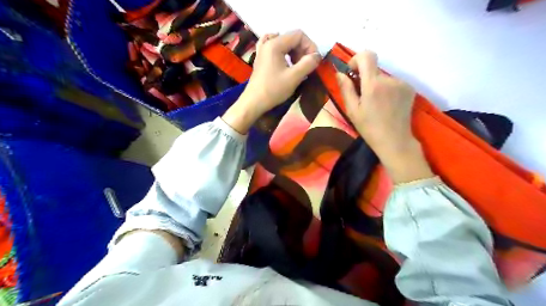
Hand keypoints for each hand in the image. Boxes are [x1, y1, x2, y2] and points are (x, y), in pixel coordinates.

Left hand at [222, 30, 320, 133]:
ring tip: (297, 67)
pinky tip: (285, 59)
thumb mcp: (294, 77)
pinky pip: (274, 48)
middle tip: (306, 66)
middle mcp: (268, 43)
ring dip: (295, 53)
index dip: (310, 46)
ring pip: (284, 43)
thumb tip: (317, 56)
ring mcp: (263, 50)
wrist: (254, 102)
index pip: (299, 35)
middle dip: (303, 50)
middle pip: (292, 38)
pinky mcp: (261, 58)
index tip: (314, 61)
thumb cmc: (273, 90)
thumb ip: (308, 64)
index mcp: (275, 44)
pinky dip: (283, 52)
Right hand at [335, 51, 432, 182]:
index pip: (367, 55)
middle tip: (363, 96)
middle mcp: (389, 79)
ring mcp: (402, 83)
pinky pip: (393, 82)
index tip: (352, 73)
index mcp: (373, 84)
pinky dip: (387, 89)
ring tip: (376, 104)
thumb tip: (340, 73)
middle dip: (365, 77)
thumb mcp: (352, 110)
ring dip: (376, 85)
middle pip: (374, 68)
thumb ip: (346, 89)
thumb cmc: (369, 128)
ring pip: (383, 76)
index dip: (357, 59)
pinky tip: (386, 104)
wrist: (394, 140)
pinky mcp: (409, 88)